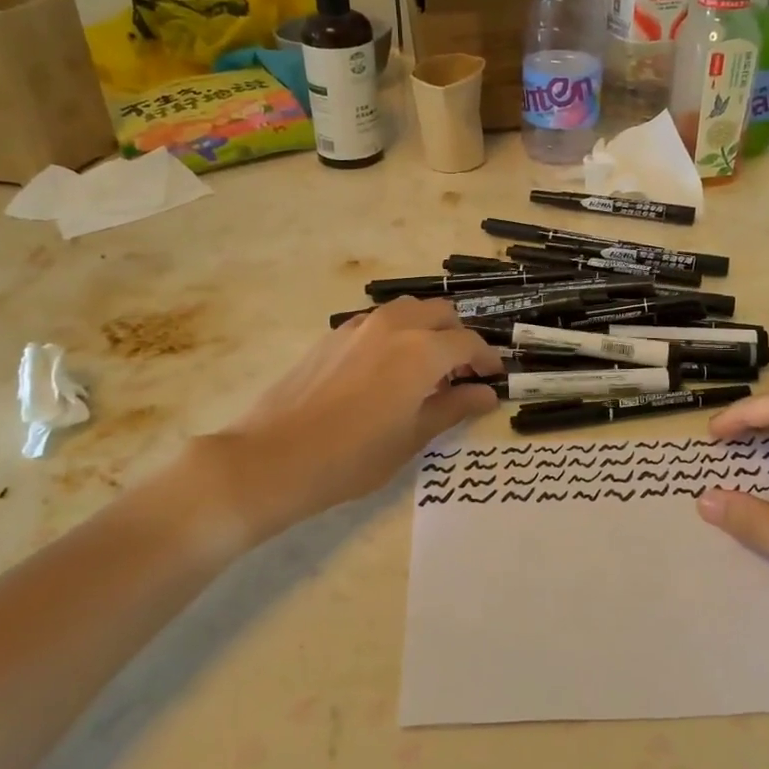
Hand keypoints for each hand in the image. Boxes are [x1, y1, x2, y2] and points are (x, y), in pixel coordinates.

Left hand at [189, 298, 501, 542]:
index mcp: (421, 351)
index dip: (487, 359)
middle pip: (441, 314)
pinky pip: (379, 322)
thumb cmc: (353, 456)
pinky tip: (388, 371)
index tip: (493, 378)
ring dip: (428, 330)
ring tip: (425, 369)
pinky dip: (398, 334)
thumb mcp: (412, 437)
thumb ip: (453, 408)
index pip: (468, 343)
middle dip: (459, 338)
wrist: (274, 457)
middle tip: (460, 374)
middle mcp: (394, 326)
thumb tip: (486, 394)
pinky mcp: (334, 335)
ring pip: (409, 310)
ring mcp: (360, 326)